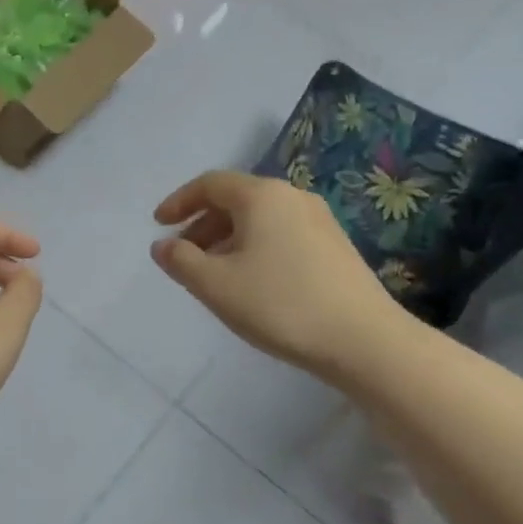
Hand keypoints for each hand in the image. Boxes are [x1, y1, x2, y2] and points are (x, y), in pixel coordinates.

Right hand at [151, 171, 403, 380]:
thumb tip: (162, 245)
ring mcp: (319, 220)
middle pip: (236, 199)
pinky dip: (255, 247)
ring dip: (228, 238)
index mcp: (261, 196)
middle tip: (183, 255)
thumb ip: (181, 260)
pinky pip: (281, 234)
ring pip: (260, 219)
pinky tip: (252, 282)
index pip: (210, 184)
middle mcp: (292, 197)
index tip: (158, 225)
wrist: (364, 340)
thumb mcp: (216, 285)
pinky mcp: (335, 245)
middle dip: (203, 224)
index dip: (179, 202)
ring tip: (213, 273)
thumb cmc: (280, 305)